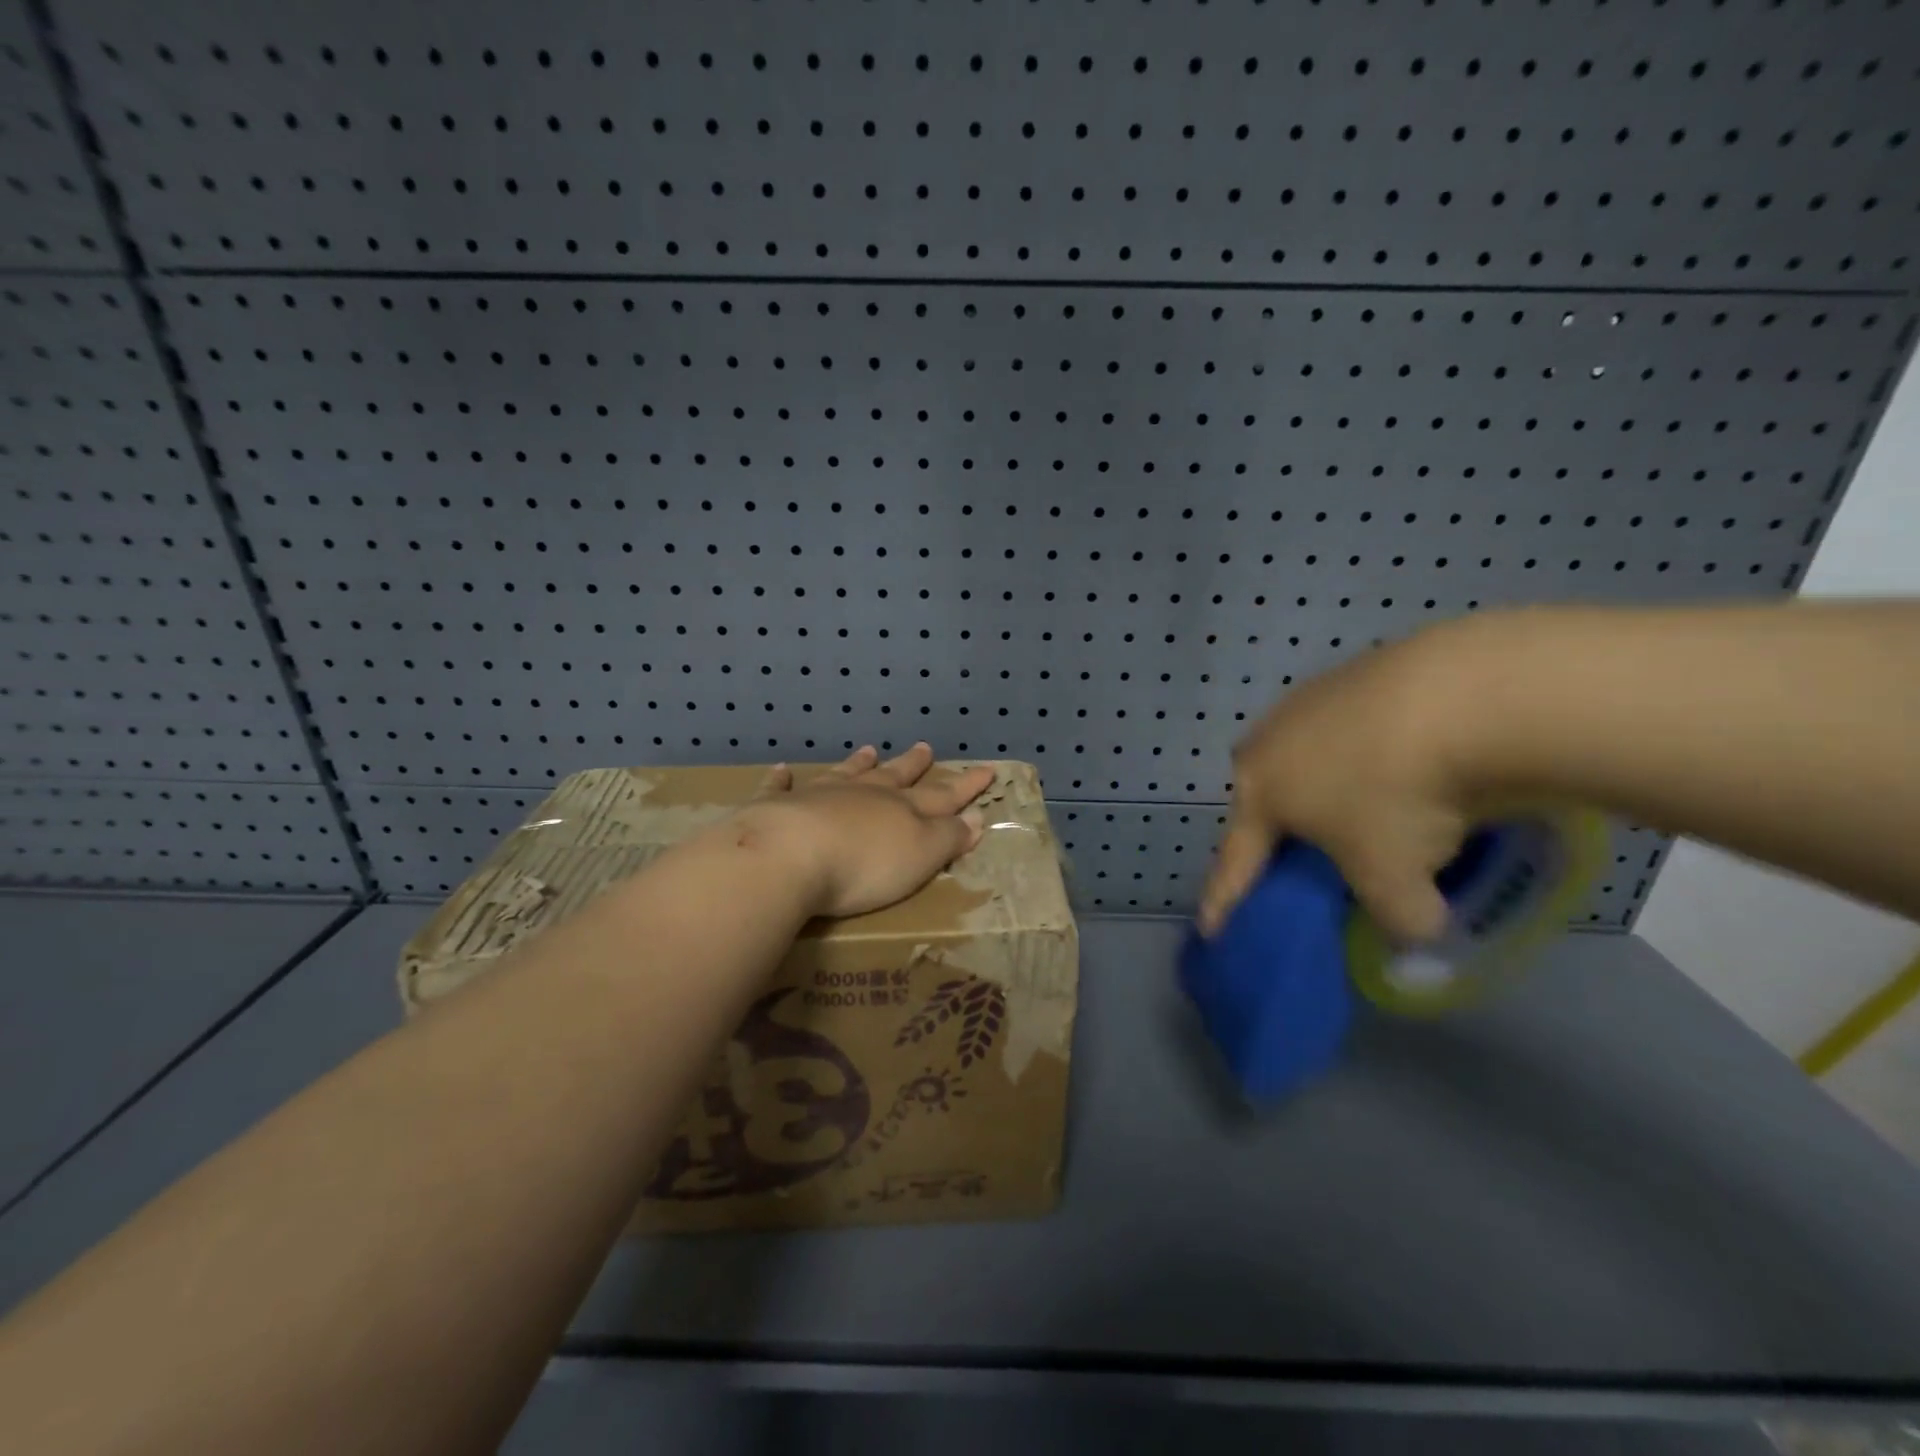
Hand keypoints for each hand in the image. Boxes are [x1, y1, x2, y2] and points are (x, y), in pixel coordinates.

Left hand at [735, 743, 995, 918]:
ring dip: (859, 764)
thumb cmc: (864, 865)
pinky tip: (781, 770)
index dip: (966, 787)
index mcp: (901, 809)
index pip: (943, 796)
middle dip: (912, 766)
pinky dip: (782, 779)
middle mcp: (864, 795)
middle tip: (924, 748)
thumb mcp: (920, 856)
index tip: (986, 770)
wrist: (789, 855)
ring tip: (870, 749)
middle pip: (894, 777)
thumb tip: (976, 818)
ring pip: (845, 774)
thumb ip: (948, 838)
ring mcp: (819, 796)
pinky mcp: (777, 808)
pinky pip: (781, 788)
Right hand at [1199, 628, 1478, 943]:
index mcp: (1260, 792)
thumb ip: (1397, 919)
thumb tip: (1415, 920)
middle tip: (1303, 856)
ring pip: (1307, 758)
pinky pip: (1351, 730)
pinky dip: (1369, 753)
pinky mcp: (1355, 673)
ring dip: (1328, 786)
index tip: (1210, 930)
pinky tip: (1403, 760)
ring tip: (1368, 805)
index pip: (1236, 862)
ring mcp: (1309, 701)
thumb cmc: (1397, 797)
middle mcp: (1269, 742)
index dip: (1224, 900)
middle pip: (1266, 798)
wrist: (1459, 696)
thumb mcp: (1396, 884)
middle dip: (1276, 830)